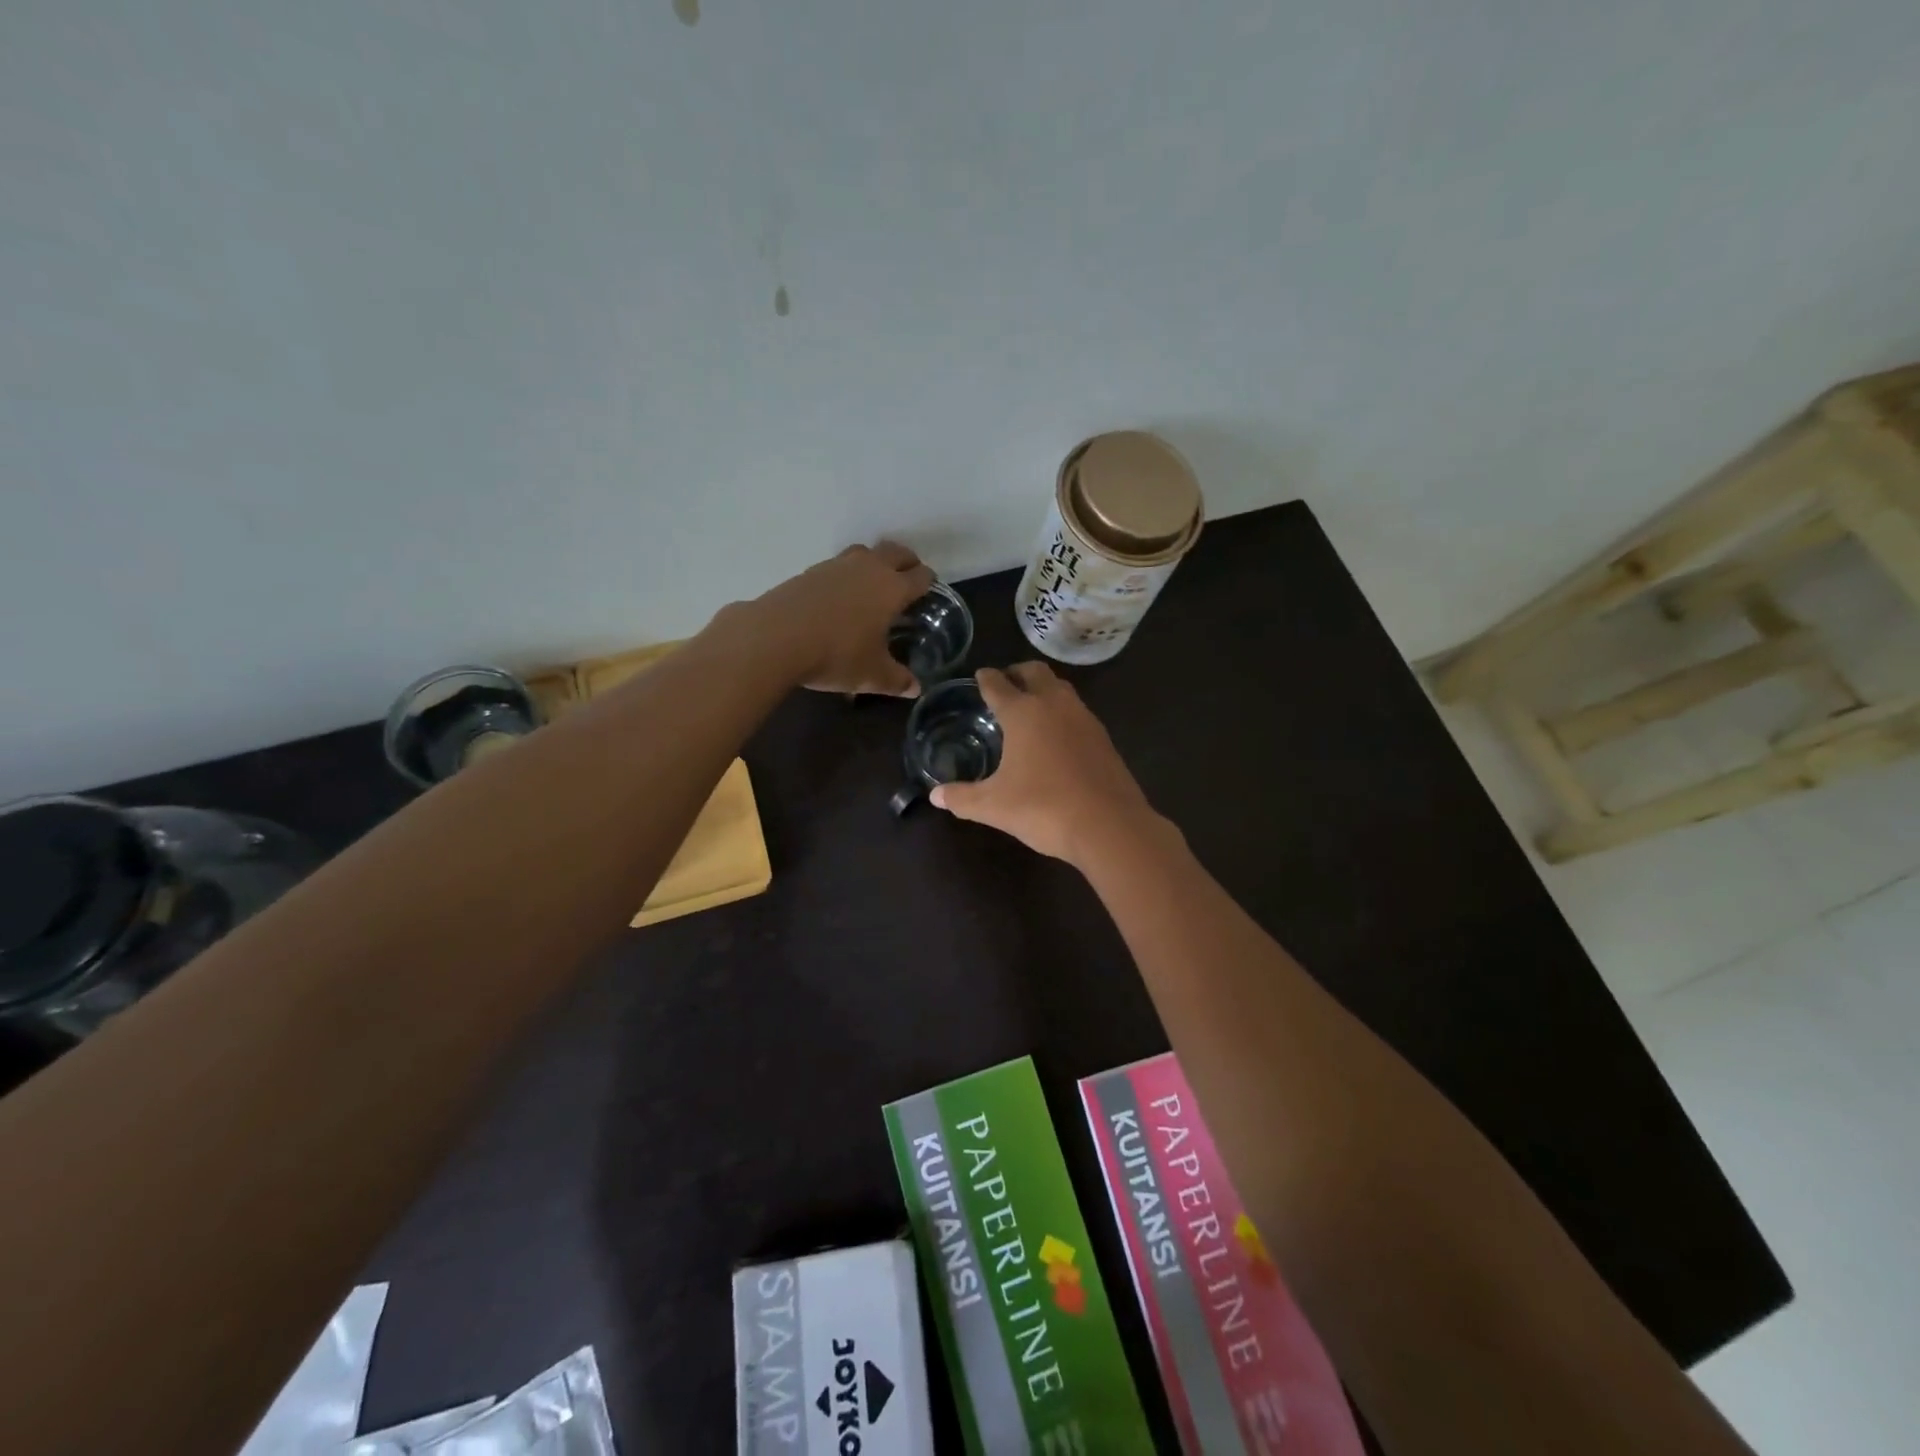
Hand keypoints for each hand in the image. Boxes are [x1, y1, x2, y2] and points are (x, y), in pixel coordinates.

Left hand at [744, 541, 934, 696]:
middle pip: (896, 552)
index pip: (920, 576)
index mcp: (892, 588)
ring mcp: (836, 566)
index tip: (928, 591)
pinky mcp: (809, 571)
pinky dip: (845, 575)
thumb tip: (915, 689)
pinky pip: (837, 565)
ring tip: (872, 584)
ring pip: (864, 552)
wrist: (776, 637)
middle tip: (907, 578)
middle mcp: (868, 568)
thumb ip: (897, 680)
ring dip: (874, 562)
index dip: (928, 582)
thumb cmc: (836, 654)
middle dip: (906, 562)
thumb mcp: (871, 675)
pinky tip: (838, 596)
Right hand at [930, 662, 1164, 864]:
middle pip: (1035, 672)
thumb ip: (962, 797)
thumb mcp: (994, 806)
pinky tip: (1057, 735)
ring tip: (1030, 706)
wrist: (1109, 826)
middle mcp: (1054, 705)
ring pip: (1061, 688)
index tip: (980, 675)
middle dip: (1017, 672)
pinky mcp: (1103, 737)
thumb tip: (935, 796)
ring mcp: (1084, 718)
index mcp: (1023, 712)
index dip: (986, 678)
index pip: (998, 684)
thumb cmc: (1043, 808)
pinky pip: (1077, 711)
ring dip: (1044, 688)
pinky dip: (1062, 712)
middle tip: (1005, 682)